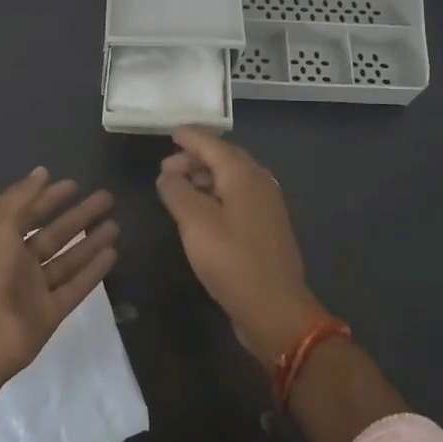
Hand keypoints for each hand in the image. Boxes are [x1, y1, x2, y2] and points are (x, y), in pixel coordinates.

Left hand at [0, 168, 120, 382]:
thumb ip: (21, 196)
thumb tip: (42, 171)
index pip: (30, 213)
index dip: (50, 198)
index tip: (75, 184)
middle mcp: (17, 263)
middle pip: (54, 235)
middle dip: (79, 216)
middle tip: (107, 198)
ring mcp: (34, 290)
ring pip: (68, 261)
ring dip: (91, 242)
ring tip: (116, 225)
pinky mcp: (50, 314)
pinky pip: (75, 288)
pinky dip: (93, 272)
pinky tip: (112, 254)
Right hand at [156, 127, 328, 365]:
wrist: (275, 309)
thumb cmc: (232, 261)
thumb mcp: (194, 223)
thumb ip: (177, 191)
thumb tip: (167, 174)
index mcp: (243, 174)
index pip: (212, 143)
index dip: (190, 136)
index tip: (170, 132)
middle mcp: (260, 182)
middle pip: (224, 158)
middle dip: (195, 157)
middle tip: (166, 168)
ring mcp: (267, 205)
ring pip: (232, 178)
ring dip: (205, 177)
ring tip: (179, 188)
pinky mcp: (267, 227)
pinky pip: (238, 197)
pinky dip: (216, 195)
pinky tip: (201, 211)